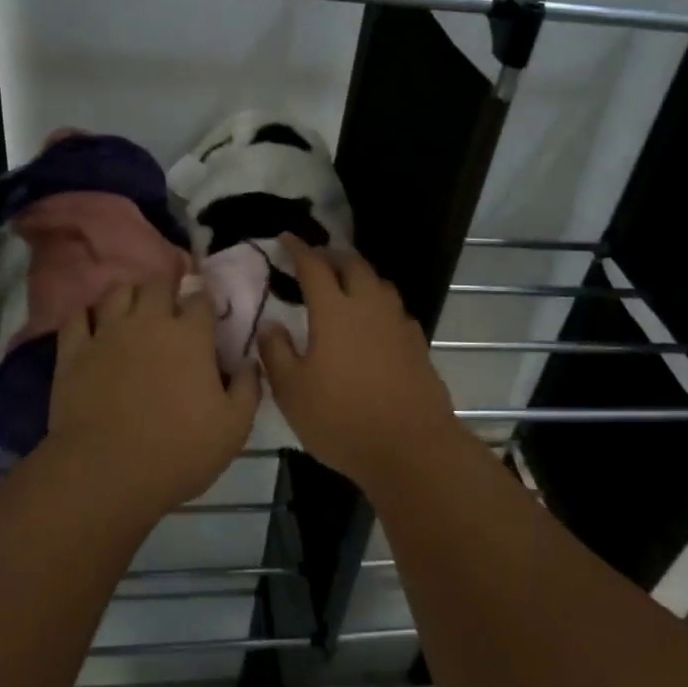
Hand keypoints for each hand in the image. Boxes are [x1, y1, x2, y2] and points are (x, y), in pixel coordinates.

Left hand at [44, 279, 260, 516]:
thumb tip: (250, 363)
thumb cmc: (180, 451)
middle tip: (170, 306)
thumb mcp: (234, 427)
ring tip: (134, 309)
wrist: (107, 472)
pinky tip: (94, 325)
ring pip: (117, 291)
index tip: (206, 313)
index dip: (205, 302)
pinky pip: (77, 316)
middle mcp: (148, 322)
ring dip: (130, 294)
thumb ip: (248, 388)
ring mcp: (107, 333)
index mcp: (190, 336)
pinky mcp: (73, 351)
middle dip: (167, 288)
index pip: (200, 298)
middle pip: (158, 284)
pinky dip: (88, 314)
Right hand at [258, 235, 462, 489]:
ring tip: (345, 283)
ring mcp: (398, 324)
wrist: (410, 447)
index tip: (286, 238)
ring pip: (379, 283)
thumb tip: (270, 324)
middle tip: (316, 258)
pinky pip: (395, 310)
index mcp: (335, 312)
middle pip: (353, 265)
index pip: (314, 266)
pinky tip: (374, 321)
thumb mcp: (292, 392)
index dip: (298, 249)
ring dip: (359, 275)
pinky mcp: (418, 344)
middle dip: (332, 255)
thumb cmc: (342, 419)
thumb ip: (276, 353)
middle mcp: (369, 307)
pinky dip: (379, 303)